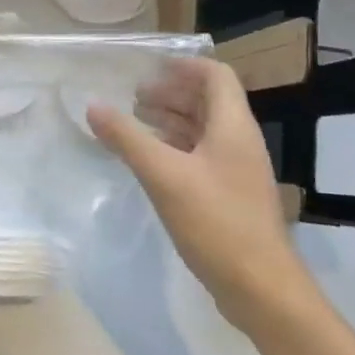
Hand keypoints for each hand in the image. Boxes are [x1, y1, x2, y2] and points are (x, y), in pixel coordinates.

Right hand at [87, 58, 313, 332]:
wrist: (261, 288)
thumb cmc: (216, 222)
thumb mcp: (163, 176)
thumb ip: (127, 138)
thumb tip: (94, 106)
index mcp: (232, 127)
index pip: (215, 75)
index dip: (183, 66)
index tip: (148, 69)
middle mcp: (239, 142)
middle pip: (208, 101)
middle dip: (171, 93)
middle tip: (133, 98)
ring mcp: (237, 170)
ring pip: (203, 130)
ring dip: (171, 120)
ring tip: (135, 123)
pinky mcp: (230, 196)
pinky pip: (201, 156)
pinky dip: (175, 148)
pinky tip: (150, 160)